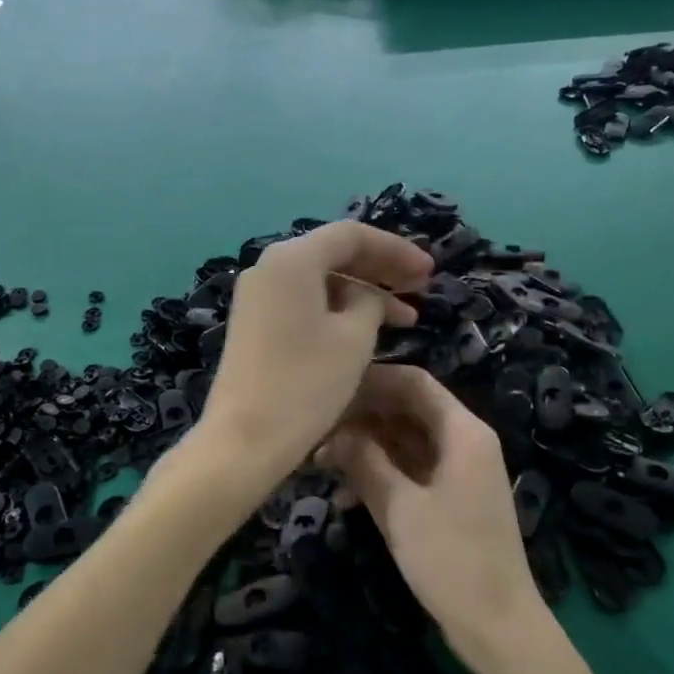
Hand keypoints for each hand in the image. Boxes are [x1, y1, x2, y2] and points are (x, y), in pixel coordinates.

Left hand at [197, 222, 432, 482]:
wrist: (244, 439)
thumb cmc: (306, 383)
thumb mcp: (355, 338)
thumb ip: (371, 302)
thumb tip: (367, 296)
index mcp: (292, 259)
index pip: (352, 235)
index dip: (396, 249)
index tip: (429, 271)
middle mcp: (269, 267)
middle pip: (334, 253)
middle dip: (381, 269)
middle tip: (421, 288)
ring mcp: (257, 296)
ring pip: (320, 280)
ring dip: (363, 294)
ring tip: (405, 319)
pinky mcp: (254, 323)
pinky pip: (303, 302)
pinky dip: (336, 310)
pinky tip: (366, 332)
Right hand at [321, 366, 551, 662]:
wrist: (498, 626)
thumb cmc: (451, 560)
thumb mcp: (400, 508)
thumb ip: (365, 462)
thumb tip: (334, 433)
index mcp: (463, 432)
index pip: (414, 382)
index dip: (372, 379)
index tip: (329, 387)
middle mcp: (464, 442)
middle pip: (408, 409)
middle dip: (362, 416)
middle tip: (315, 429)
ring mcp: (458, 472)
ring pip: (405, 441)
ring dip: (366, 448)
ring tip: (320, 462)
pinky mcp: (450, 499)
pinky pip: (410, 471)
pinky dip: (380, 476)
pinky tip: (344, 497)